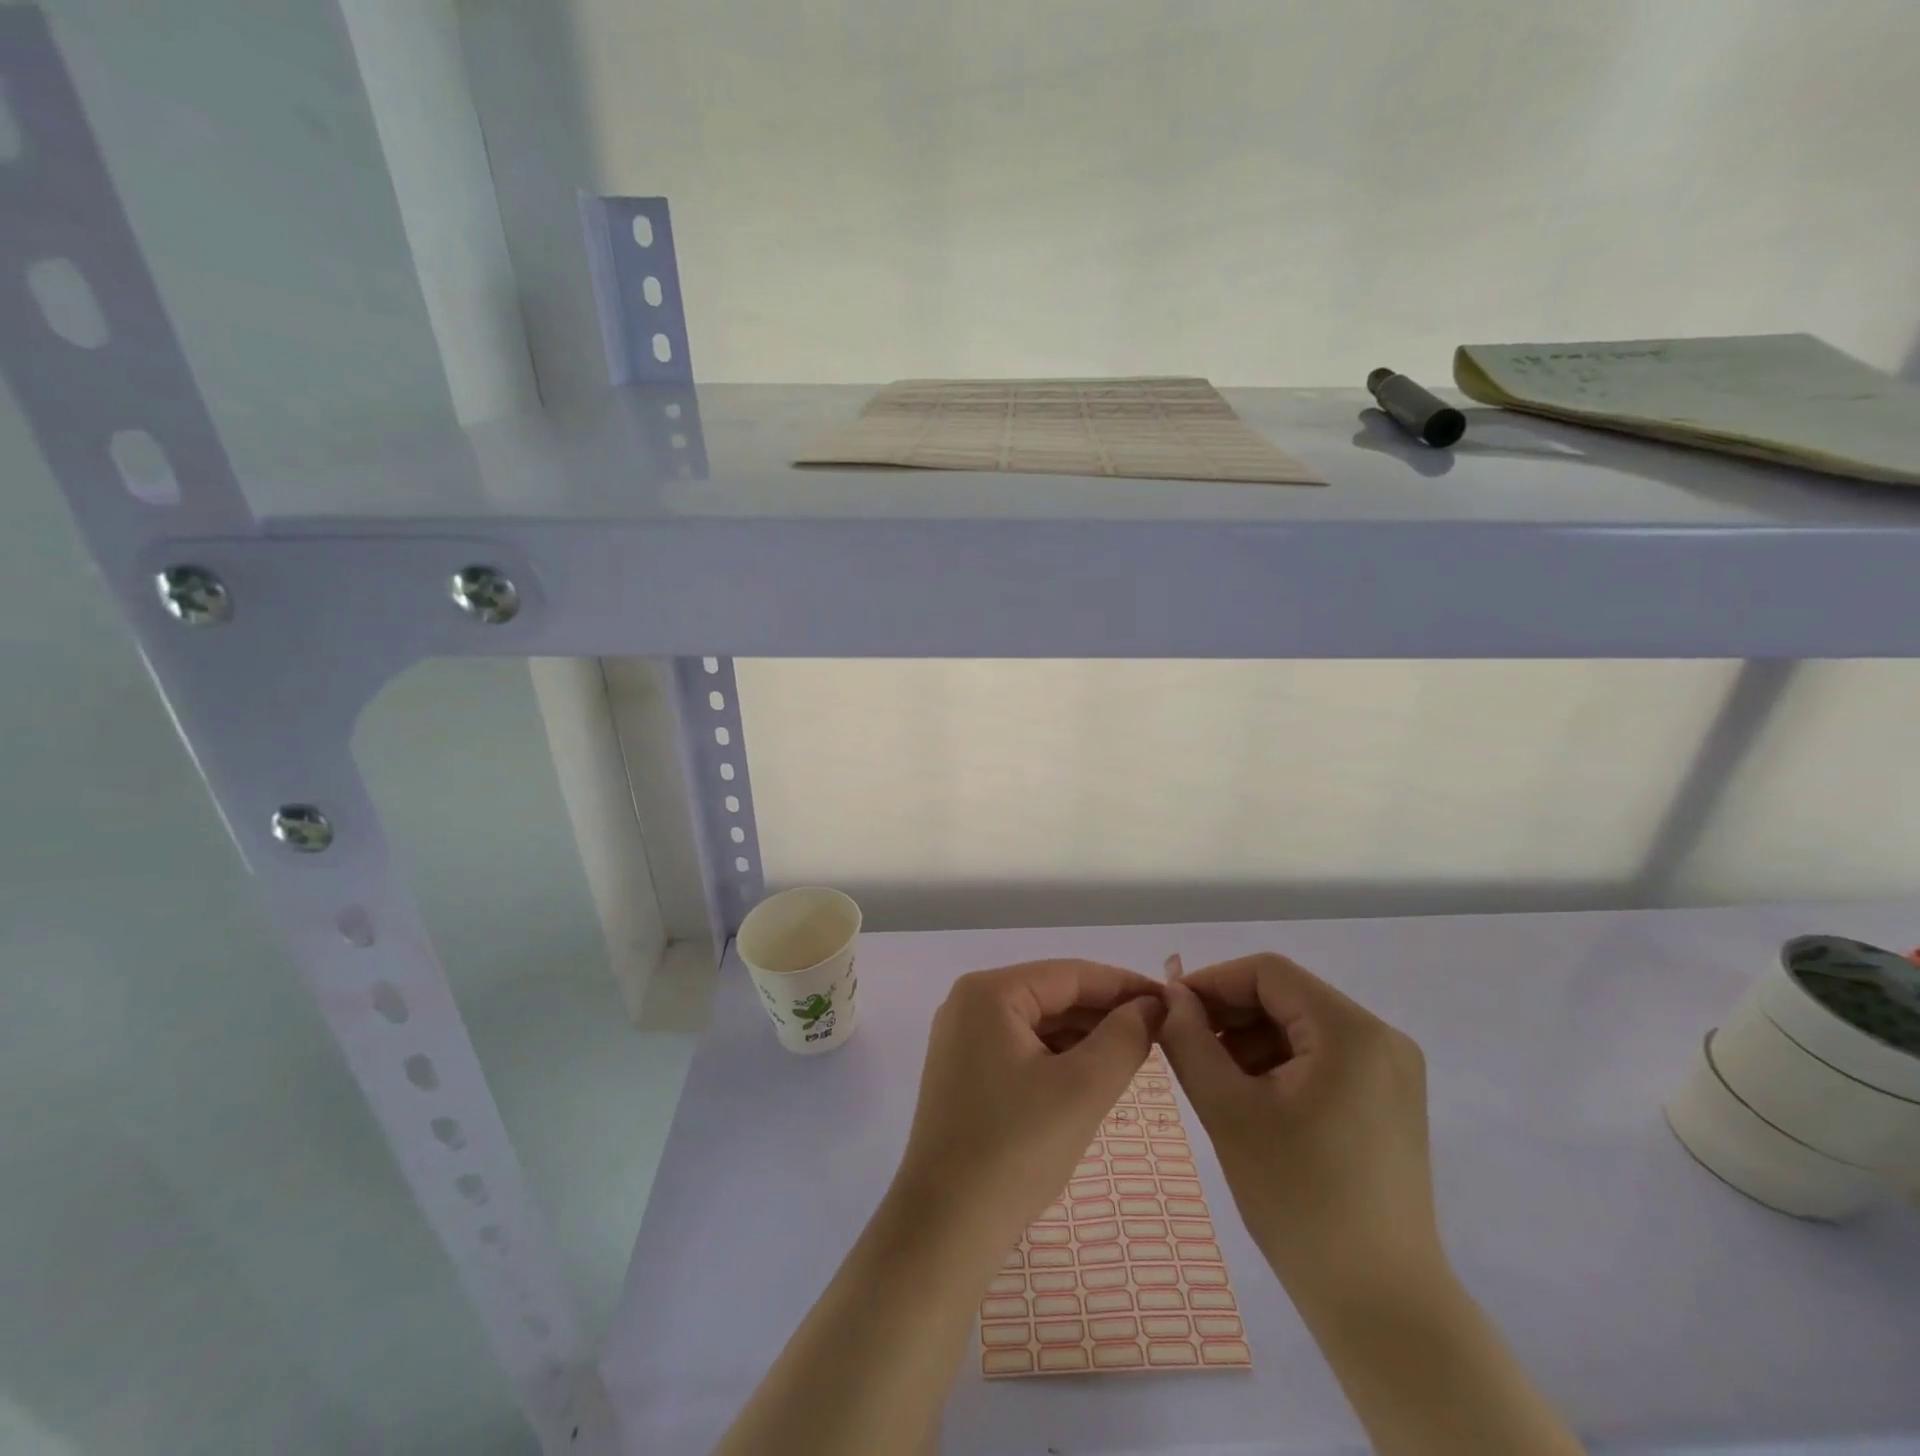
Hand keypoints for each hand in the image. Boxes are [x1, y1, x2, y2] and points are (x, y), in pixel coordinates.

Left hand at [892, 959, 1164, 1262]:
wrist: (945, 1228)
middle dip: (1105, 1013)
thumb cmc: (1015, 1149)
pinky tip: (1093, 1074)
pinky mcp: (964, 1071)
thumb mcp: (1083, 1089)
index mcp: (989, 993)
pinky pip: (1022, 1047)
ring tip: (1136, 1053)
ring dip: (1085, 1036)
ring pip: (1038, 1023)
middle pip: (1052, 995)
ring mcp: (962, 1038)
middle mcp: (969, 1003)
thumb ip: (1125, 1038)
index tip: (1170, 1002)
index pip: (1070, 974)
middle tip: (1160, 1032)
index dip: (1124, 985)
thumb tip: (1152, 1005)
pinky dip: (1059, 1057)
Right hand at [1157, 953, 1441, 1301]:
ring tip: (1210, 1075)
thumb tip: (1170, 997)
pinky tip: (1247, 1095)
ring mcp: (1391, 1071)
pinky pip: (1321, 1057)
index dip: (1212, 982)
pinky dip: (1278, 1063)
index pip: (1268, 973)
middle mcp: (1381, 1038)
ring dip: (1250, 1039)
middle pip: (1286, 996)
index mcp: (1352, 1032)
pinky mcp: (1388, 1101)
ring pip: (1300, 1026)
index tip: (1170, 1010)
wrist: (1380, 1307)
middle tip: (1182, 1043)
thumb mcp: (1228, 1111)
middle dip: (1229, 1013)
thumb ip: (1190, 1041)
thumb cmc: (1299, 1201)